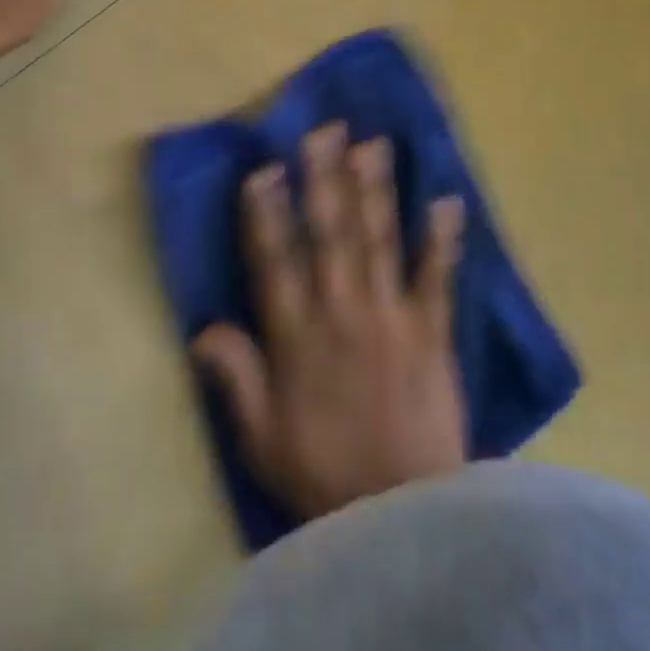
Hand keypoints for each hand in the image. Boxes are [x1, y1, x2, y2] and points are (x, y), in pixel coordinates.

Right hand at [192, 124, 467, 520]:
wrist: (404, 520)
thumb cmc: (323, 475)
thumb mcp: (262, 437)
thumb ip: (235, 378)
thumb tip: (201, 328)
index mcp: (296, 336)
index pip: (275, 261)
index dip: (267, 213)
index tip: (265, 169)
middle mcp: (340, 312)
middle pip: (330, 234)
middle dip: (325, 178)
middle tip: (324, 130)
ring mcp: (389, 317)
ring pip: (378, 240)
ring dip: (375, 189)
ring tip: (372, 144)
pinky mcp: (431, 331)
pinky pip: (437, 278)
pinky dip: (443, 239)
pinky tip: (448, 199)